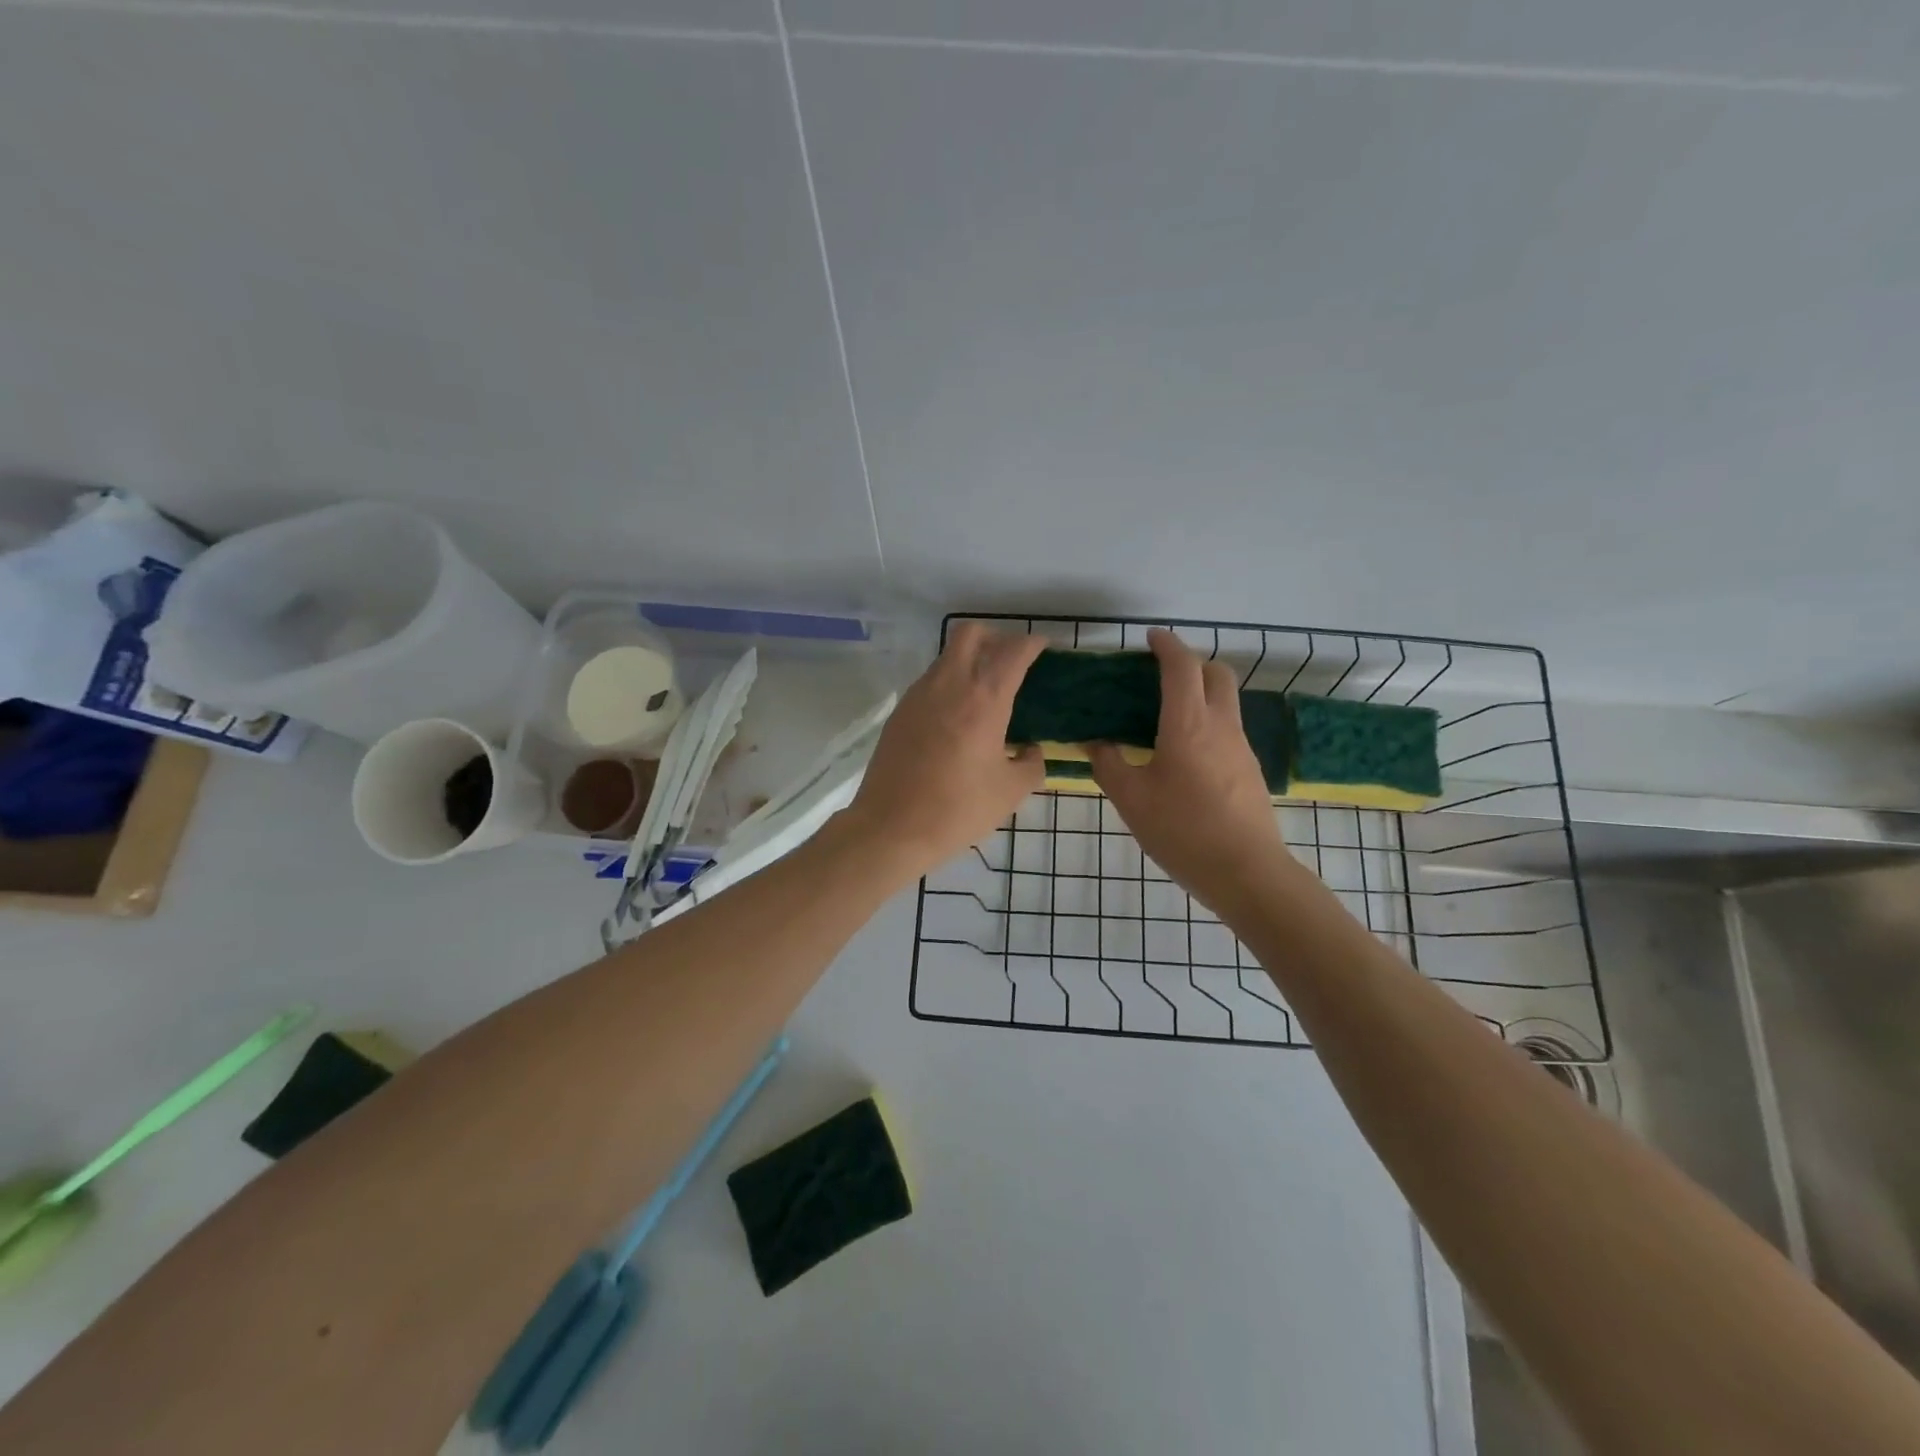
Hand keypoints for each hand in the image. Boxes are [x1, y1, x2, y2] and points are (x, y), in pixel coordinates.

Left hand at [844, 623, 1046, 878]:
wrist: (891, 828)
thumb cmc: (958, 809)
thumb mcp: (1010, 792)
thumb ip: (1031, 764)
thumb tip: (1030, 750)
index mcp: (983, 698)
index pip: (1012, 651)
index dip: (1032, 643)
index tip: (1043, 648)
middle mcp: (949, 684)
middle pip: (971, 633)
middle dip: (995, 637)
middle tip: (1010, 661)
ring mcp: (918, 695)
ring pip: (947, 656)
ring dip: (969, 660)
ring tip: (985, 692)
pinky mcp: (900, 712)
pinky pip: (930, 682)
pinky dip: (949, 684)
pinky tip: (957, 717)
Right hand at [1091, 628, 1288, 911]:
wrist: (1246, 872)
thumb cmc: (1182, 831)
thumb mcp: (1131, 799)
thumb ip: (1108, 764)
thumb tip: (1096, 743)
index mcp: (1188, 724)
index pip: (1182, 667)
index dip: (1167, 645)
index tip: (1150, 638)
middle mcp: (1221, 726)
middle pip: (1217, 674)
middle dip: (1192, 663)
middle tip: (1161, 677)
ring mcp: (1241, 748)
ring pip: (1226, 702)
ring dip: (1201, 694)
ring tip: (1166, 718)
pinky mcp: (1250, 771)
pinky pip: (1228, 730)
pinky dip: (1208, 723)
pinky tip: (1185, 756)